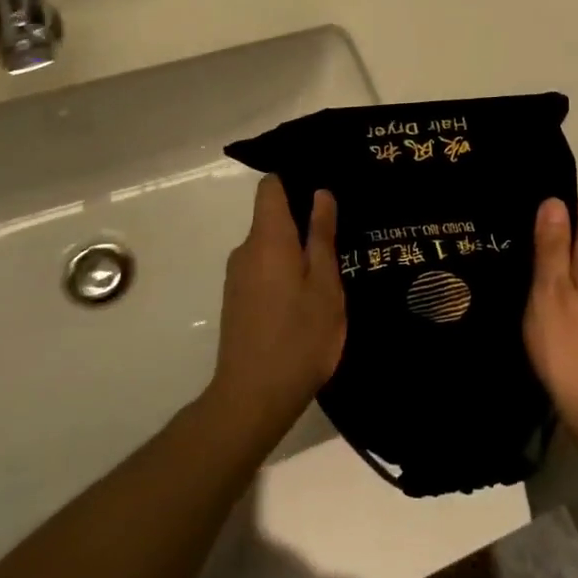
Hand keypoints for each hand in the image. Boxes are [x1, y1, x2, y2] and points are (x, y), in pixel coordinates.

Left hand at [208, 177, 345, 432]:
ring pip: (269, 246)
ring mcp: (237, 277)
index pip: (270, 186)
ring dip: (295, 250)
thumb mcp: (324, 285)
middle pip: (271, 217)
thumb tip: (320, 193)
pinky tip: (308, 296)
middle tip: (341, 233)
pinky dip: (284, 272)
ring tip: (332, 267)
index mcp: (268, 238)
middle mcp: (246, 250)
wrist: (253, 398)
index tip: (322, 187)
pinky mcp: (236, 300)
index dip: (294, 179)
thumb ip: (321, 236)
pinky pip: (263, 269)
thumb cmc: (299, 337)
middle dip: (302, 220)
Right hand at [524, 198, 577, 452]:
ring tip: (521, 264)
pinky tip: (540, 296)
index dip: (559, 204)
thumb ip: (553, 244)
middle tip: (515, 237)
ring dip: (558, 258)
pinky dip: (565, 281)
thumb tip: (554, 201)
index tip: (526, 211)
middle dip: (555, 230)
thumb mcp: (550, 289)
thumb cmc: (570, 345)